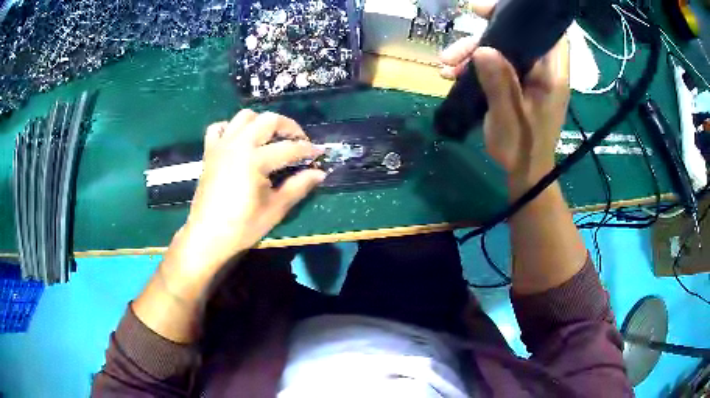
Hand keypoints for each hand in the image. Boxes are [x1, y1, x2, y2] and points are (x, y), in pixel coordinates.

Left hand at [175, 110, 325, 279]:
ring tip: (271, 137)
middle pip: (268, 120)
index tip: (320, 154)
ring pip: (244, 116)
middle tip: (299, 141)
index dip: (308, 150)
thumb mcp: (275, 209)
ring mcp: (222, 145)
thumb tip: (320, 173)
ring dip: (261, 122)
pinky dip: (232, 128)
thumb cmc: (242, 226)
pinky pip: (220, 128)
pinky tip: (240, 140)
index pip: (289, 148)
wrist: (207, 236)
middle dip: (289, 127)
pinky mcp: (210, 151)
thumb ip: (299, 186)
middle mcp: (238, 144)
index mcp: (255, 159)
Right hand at [439, 2, 569, 197]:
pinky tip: (453, 75)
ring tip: (445, 67)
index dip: (525, 16)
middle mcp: (542, 71)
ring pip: (502, 50)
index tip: (491, 12)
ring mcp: (529, 77)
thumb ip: (500, 84)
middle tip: (455, 47)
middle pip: (517, 38)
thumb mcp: (510, 117)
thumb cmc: (523, 148)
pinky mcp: (517, 85)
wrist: (524, 173)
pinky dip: (475, 66)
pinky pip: (496, 65)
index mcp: (551, 75)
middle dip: (484, 36)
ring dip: (472, 53)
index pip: (548, 33)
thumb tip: (482, 49)